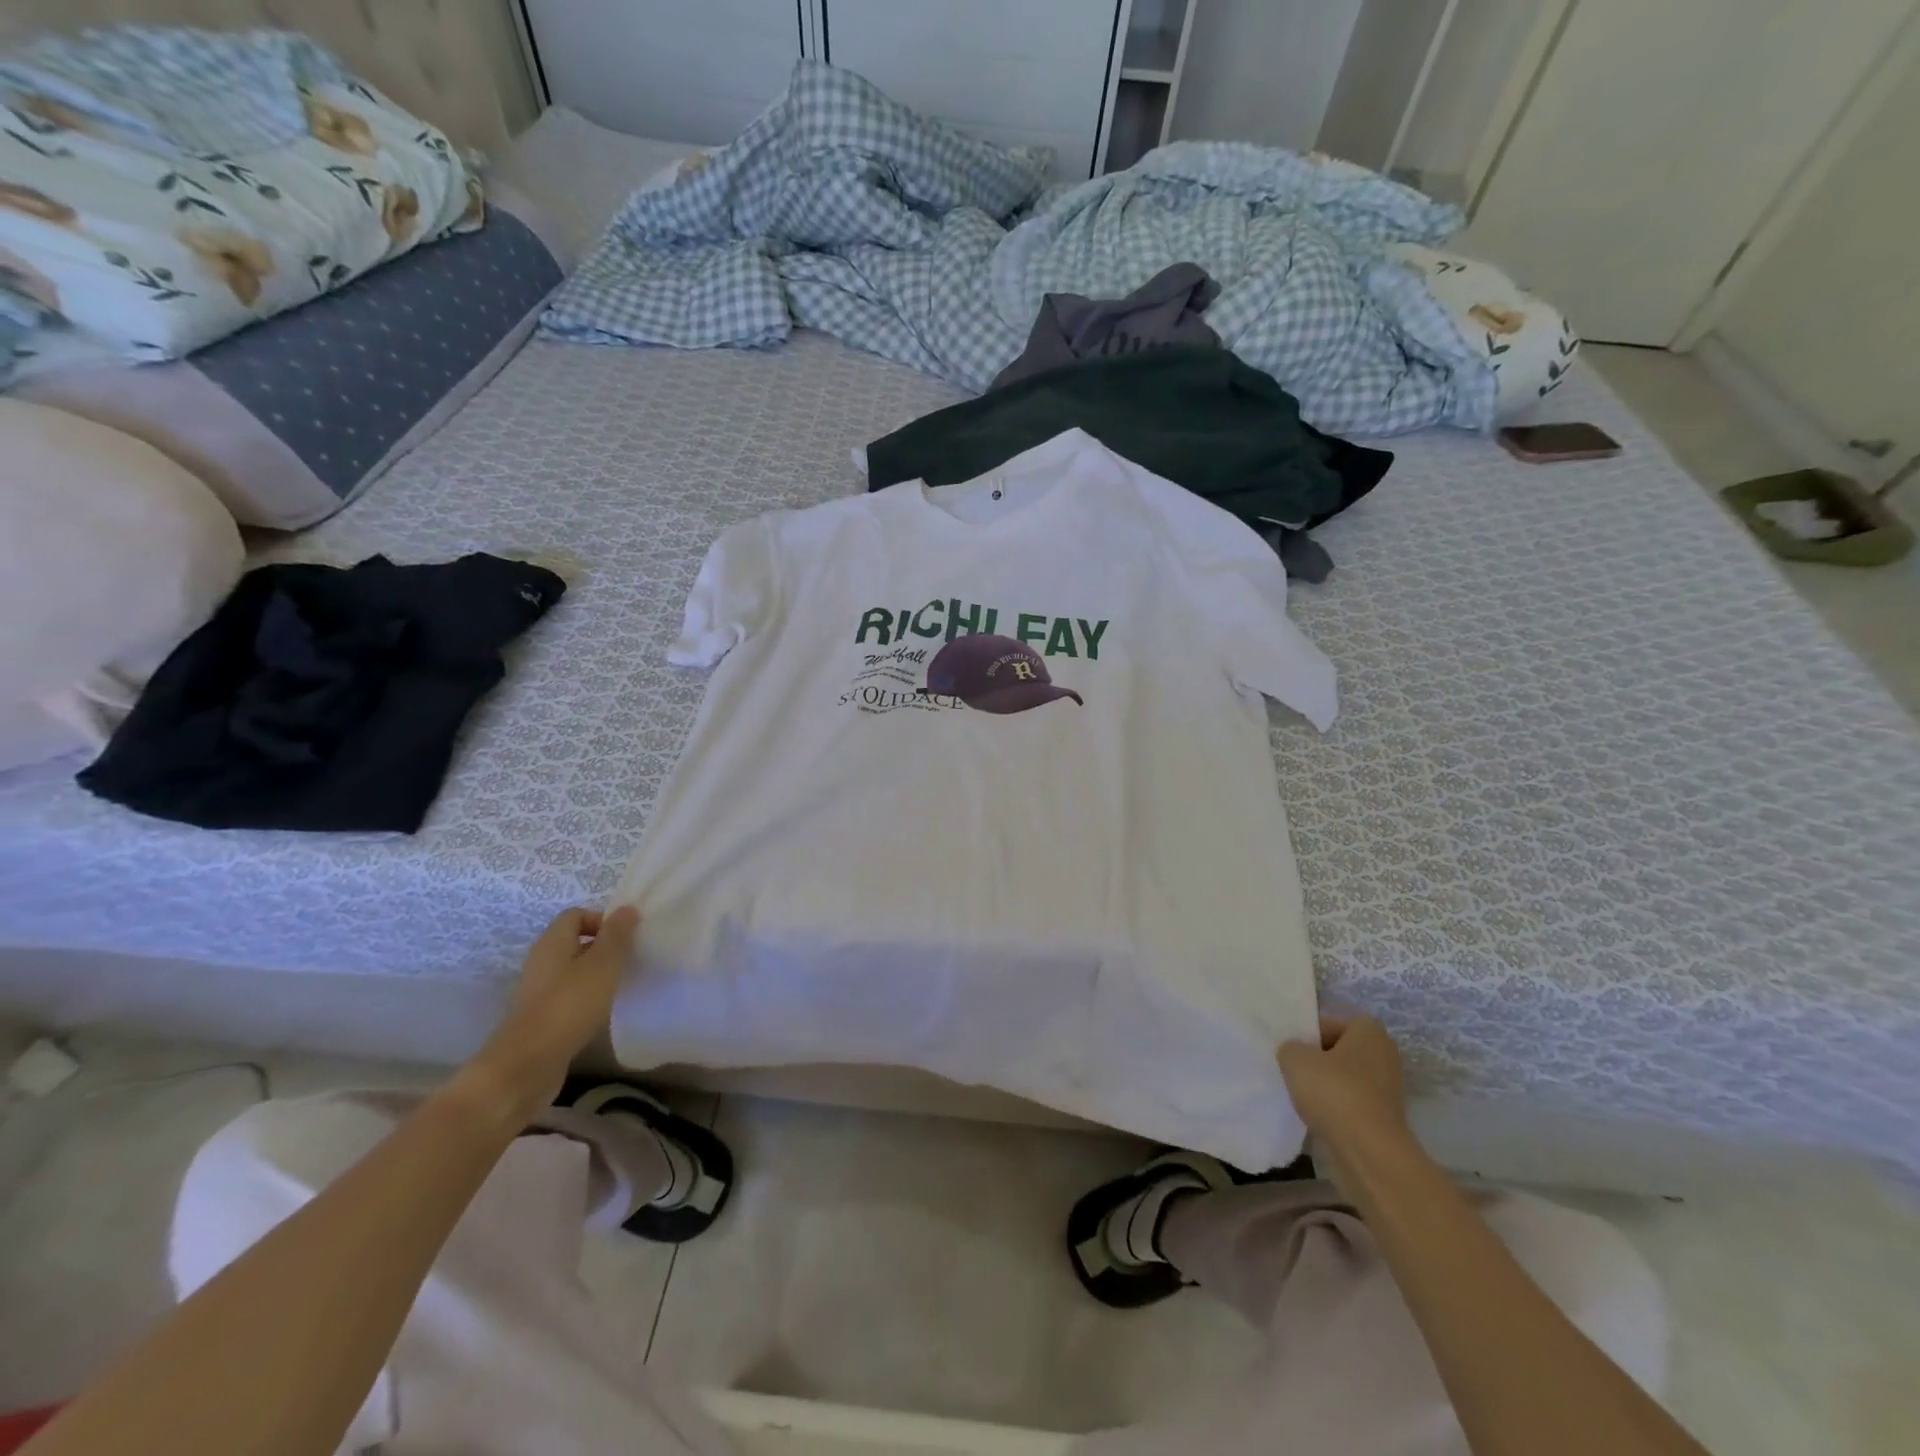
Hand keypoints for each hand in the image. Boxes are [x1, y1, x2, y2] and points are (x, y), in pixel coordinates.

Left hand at [468, 905, 638, 1121]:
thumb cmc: (568, 1006)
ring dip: (597, 974)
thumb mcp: (602, 965)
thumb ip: (617, 936)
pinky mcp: (541, 1018)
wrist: (526, 1066)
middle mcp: (541, 961)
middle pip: (575, 942)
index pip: (576, 915)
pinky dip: (587, 998)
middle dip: (604, 948)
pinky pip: (568, 995)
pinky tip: (602, 1011)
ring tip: (620, 986)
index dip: (602, 920)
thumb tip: (627, 909)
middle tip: (629, 960)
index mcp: (552, 942)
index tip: (626, 938)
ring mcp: (538, 991)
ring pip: (573, 970)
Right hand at [1278, 1014, 1410, 1190]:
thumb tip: (1295, 1053)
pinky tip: (1316, 1117)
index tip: (1293, 1050)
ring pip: (1345, 1079)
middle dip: (1317, 1061)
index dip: (1310, 1033)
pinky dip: (1335, 1109)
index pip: (1332, 1023)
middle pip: (1339, 1051)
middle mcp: (1385, 1056)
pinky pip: (1351, 1104)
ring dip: (1325, 1087)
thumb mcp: (1294, 1057)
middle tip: (1294, 1070)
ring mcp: (1388, 1090)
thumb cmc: (1334, 1092)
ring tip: (1301, 1096)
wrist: (1368, 1153)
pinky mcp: (1384, 1119)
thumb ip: (1290, 1047)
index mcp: (1370, 1032)